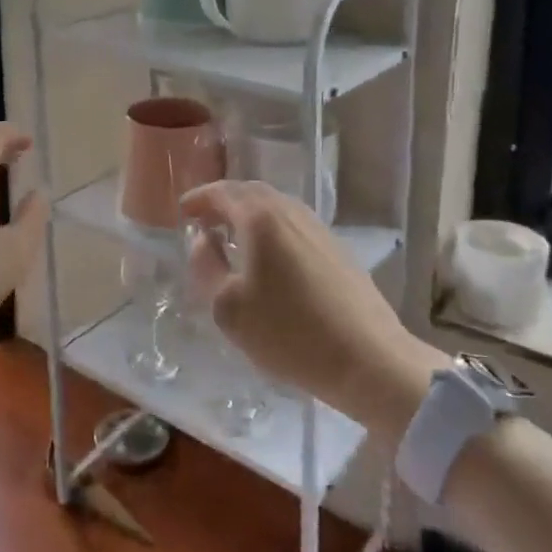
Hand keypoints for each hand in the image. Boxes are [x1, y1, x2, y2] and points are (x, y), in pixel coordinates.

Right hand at [181, 180, 447, 438]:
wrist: (369, 359)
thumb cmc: (289, 333)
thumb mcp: (228, 307)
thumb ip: (206, 266)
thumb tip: (203, 239)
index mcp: (260, 218)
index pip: (222, 192)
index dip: (199, 198)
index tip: (182, 211)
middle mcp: (290, 211)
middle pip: (251, 192)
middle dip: (224, 201)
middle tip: (204, 220)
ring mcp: (318, 227)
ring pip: (276, 207)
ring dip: (249, 214)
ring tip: (232, 237)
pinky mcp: (337, 248)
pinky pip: (293, 224)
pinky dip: (271, 228)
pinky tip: (268, 257)